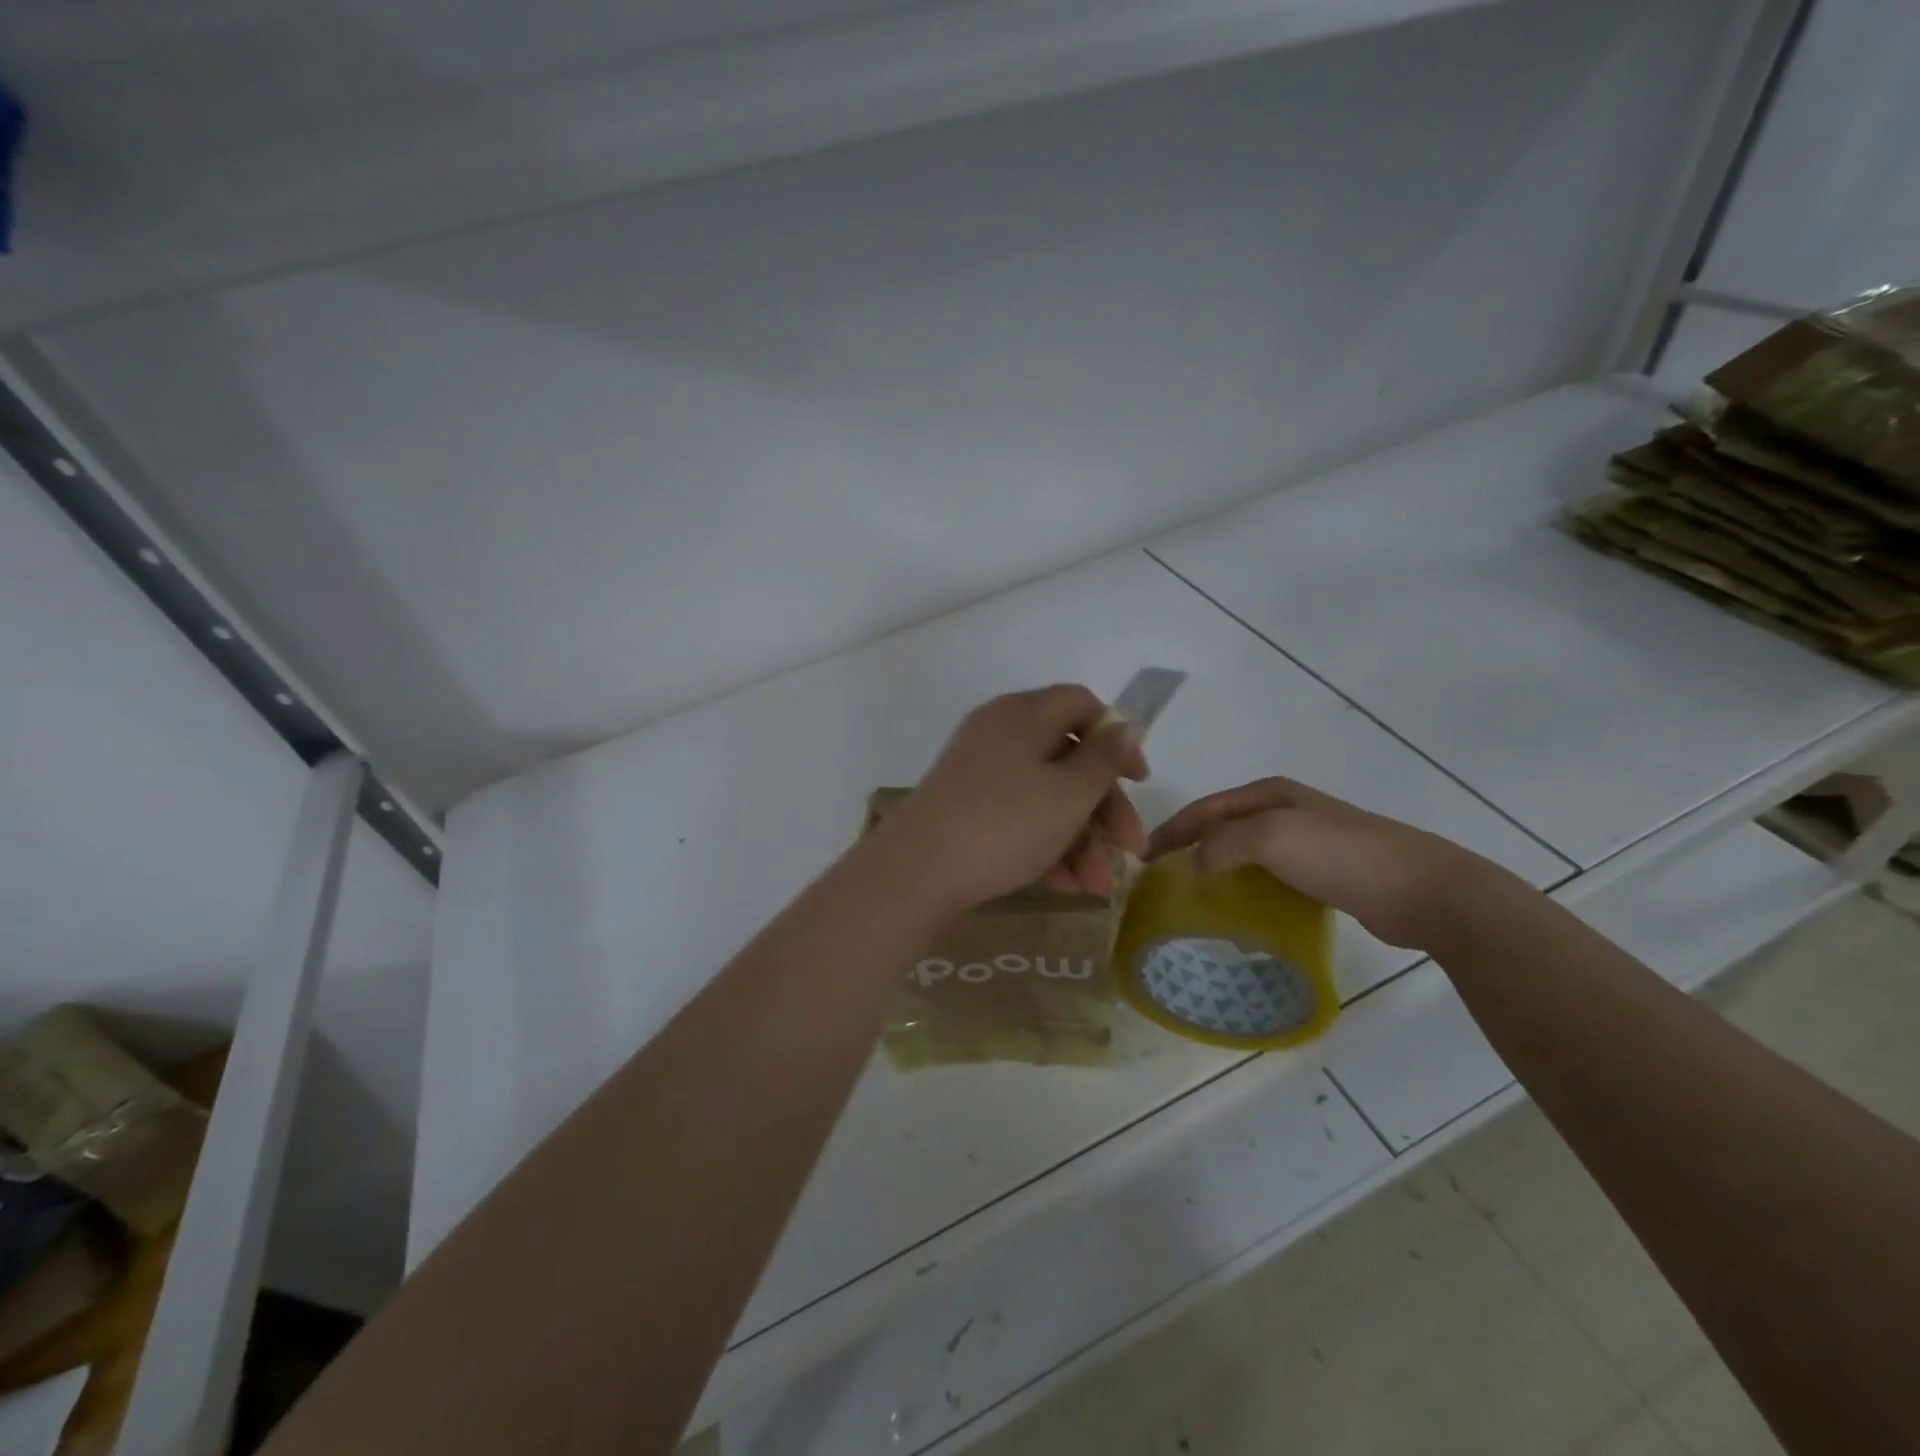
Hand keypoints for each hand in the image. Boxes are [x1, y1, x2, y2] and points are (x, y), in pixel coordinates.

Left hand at [883, 685, 1149, 910]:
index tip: (1139, 781)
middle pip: (1068, 758)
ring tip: (1095, 888)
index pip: (1081, 705)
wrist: (916, 871)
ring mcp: (978, 772)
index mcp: (1023, 714)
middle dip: (1103, 809)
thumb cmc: (1005, 823)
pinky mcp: (965, 808)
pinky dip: (1044, 844)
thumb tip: (1127, 726)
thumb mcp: (1068, 793)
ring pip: (1045, 795)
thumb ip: (1104, 759)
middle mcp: (999, 734)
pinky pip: (1017, 815)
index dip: (1117, 739)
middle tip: (1130, 851)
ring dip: (1079, 839)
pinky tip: (1063, 885)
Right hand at [1148, 778, 1496, 949]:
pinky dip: (1245, 887)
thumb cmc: (1341, 855)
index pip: (1204, 808)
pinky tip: (1239, 910)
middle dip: (1189, 847)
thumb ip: (1222, 844)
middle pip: (1222, 827)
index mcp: (1269, 793)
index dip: (1171, 829)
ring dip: (1216, 869)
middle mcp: (1285, 811)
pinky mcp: (1324, 873)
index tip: (1142, 857)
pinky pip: (1268, 876)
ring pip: (1244, 852)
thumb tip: (1193, 865)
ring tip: (1192, 897)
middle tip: (1162, 880)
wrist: (1423, 890)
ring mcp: (1307, 841)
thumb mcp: (1271, 837)